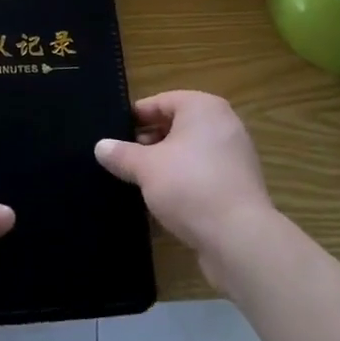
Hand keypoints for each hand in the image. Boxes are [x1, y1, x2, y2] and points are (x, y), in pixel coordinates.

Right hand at [95, 91, 277, 287]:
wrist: (239, 239)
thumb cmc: (190, 187)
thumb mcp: (147, 168)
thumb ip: (122, 154)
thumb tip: (100, 146)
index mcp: (203, 107)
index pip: (161, 102)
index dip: (135, 117)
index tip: (113, 133)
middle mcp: (223, 125)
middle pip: (176, 125)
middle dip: (148, 142)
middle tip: (121, 159)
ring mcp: (234, 156)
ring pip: (189, 152)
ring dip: (165, 164)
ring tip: (137, 181)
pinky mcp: (238, 186)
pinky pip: (203, 174)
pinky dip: (183, 182)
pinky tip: (162, 201)